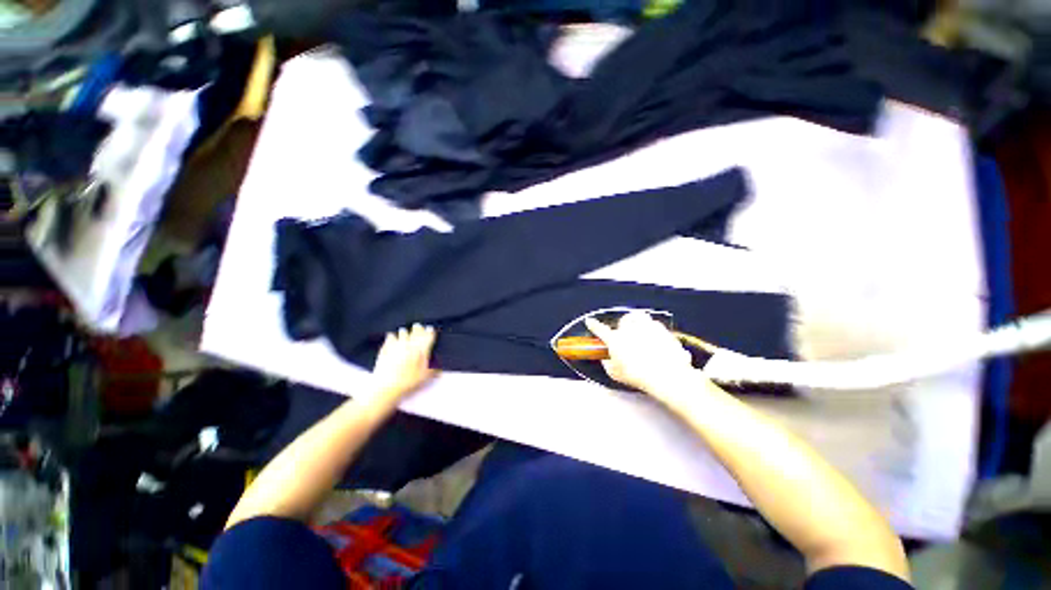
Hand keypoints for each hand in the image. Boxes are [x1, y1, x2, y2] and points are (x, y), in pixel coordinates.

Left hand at [371, 324, 437, 402]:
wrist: (386, 386)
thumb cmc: (408, 382)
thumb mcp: (425, 377)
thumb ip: (433, 370)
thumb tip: (440, 368)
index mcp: (421, 350)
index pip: (428, 336)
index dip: (430, 332)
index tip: (430, 329)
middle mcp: (410, 344)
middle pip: (416, 331)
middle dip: (418, 328)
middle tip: (418, 326)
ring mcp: (397, 345)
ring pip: (403, 332)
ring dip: (405, 331)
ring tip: (405, 331)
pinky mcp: (386, 348)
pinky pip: (390, 337)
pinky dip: (392, 336)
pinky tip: (392, 337)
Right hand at [585, 311, 697, 395]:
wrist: (667, 376)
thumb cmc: (640, 376)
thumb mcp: (616, 374)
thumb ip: (608, 364)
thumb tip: (607, 361)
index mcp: (616, 339)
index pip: (600, 329)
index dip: (593, 325)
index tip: (590, 322)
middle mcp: (630, 329)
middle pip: (624, 319)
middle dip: (624, 324)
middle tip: (626, 334)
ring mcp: (647, 327)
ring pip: (641, 317)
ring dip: (639, 323)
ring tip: (642, 334)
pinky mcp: (663, 330)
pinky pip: (657, 326)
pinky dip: (656, 332)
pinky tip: (657, 342)